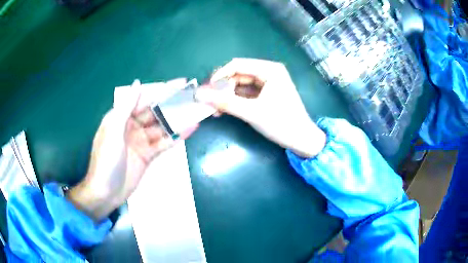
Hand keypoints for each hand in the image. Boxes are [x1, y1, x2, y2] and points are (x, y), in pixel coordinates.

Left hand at [67, 79, 197, 221]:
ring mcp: (141, 141)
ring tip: (196, 112)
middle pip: (155, 112)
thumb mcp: (113, 131)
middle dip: (173, 104)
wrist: (106, 192)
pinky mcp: (148, 155)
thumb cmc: (106, 160)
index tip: (180, 83)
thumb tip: (138, 83)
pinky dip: (176, 137)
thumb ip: (126, 107)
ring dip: (177, 120)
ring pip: (161, 127)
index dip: (162, 90)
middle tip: (193, 97)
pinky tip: (189, 130)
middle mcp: (132, 126)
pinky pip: (163, 143)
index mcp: (121, 117)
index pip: (144, 99)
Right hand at [196, 58, 325, 157]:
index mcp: (269, 70)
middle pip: (238, 74)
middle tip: (208, 101)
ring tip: (214, 108)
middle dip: (222, 87)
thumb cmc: (281, 123)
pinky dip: (236, 100)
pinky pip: (247, 93)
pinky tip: (224, 109)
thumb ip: (225, 102)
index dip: (219, 75)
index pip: (237, 65)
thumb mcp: (252, 112)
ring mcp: (269, 83)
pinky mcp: (267, 94)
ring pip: (241, 85)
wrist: (302, 140)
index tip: (206, 90)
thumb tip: (200, 95)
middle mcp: (269, 72)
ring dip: (227, 95)